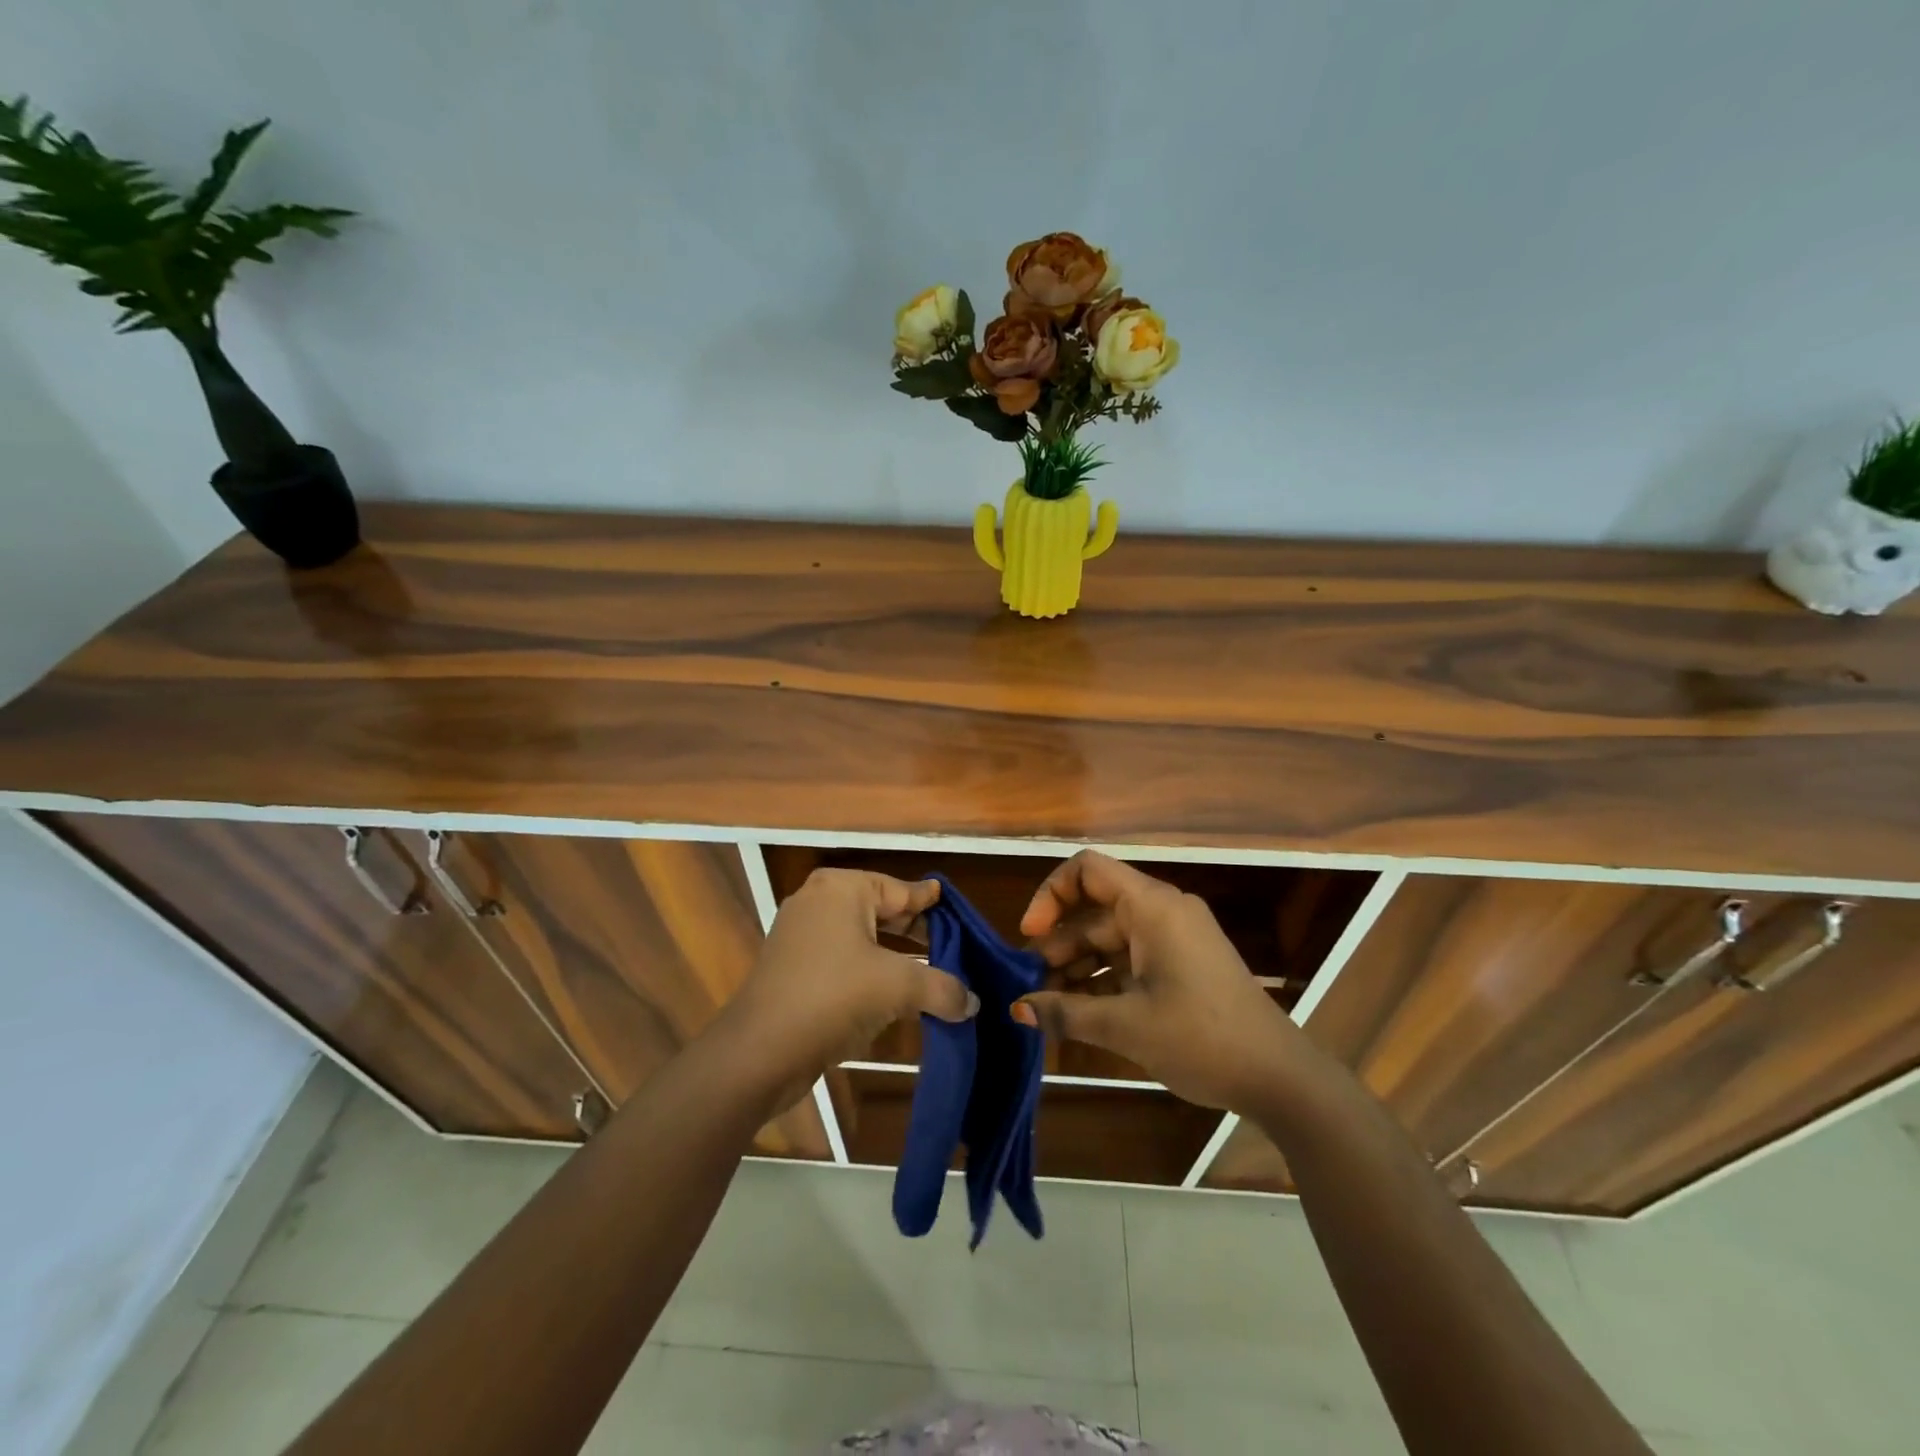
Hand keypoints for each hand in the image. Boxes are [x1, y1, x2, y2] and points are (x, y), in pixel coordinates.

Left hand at [720, 869, 977, 1104]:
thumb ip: (941, 988)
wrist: (759, 1051)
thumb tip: (973, 1003)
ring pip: (862, 937)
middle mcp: (819, 901)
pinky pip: (843, 959)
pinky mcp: (793, 967)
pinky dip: (870, 971)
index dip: (930, 902)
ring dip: (895, 956)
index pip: (900, 889)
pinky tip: (894, 993)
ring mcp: (801, 934)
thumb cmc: (833, 997)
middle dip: (915, 931)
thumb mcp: (897, 987)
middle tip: (951, 946)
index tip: (954, 906)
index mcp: (842, 888)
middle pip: (882, 910)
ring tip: (931, 971)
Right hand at [1013, 851, 1322, 1111]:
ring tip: (1047, 1006)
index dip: (1051, 895)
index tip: (1030, 935)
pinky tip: (1078, 1014)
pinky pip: (1130, 960)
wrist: (1279, 1077)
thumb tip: (1017, 1008)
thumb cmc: (1201, 1038)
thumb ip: (1066, 1012)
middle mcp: (1162, 912)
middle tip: (1028, 985)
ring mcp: (1174, 939)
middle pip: (1094, 911)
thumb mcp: (1126, 1026)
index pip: (1087, 870)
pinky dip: (1102, 981)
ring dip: (1076, 967)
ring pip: (1109, 939)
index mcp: (1151, 907)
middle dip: (1057, 944)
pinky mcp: (1182, 965)